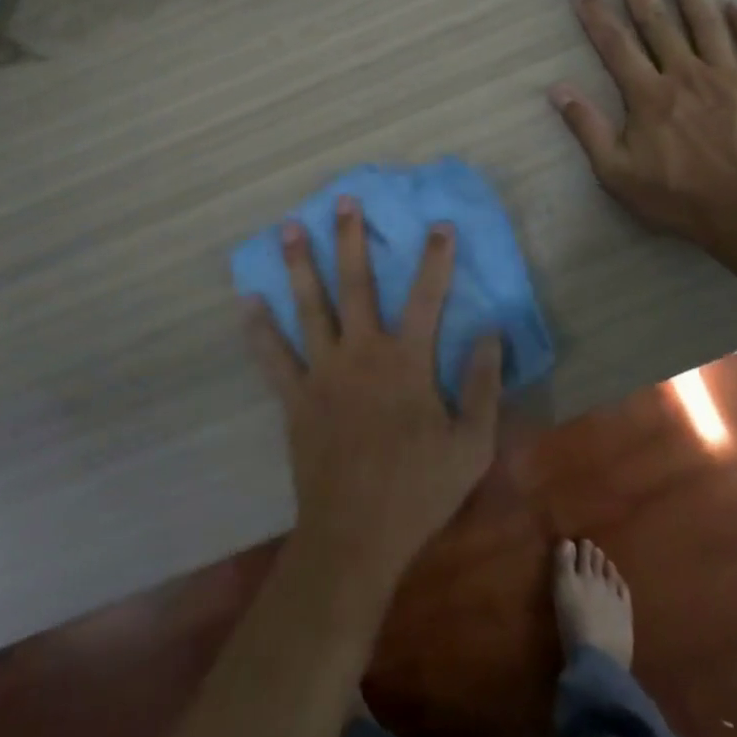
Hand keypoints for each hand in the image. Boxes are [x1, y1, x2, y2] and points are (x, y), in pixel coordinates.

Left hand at [247, 198, 502, 592]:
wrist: (356, 535)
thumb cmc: (418, 491)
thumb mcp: (471, 445)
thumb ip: (482, 386)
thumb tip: (490, 334)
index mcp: (406, 362)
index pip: (427, 297)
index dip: (435, 259)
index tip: (438, 224)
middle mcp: (362, 354)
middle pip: (356, 284)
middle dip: (351, 239)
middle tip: (343, 200)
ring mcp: (323, 372)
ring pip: (309, 307)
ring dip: (300, 265)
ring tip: (289, 228)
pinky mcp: (295, 397)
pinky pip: (272, 357)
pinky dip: (259, 329)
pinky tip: (246, 301)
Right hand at [550, 0, 736, 247]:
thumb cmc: (678, 196)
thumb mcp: (617, 172)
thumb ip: (587, 128)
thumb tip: (557, 89)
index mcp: (648, 94)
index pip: (615, 45)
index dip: (596, 15)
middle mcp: (686, 74)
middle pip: (658, 23)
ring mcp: (729, 77)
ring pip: (707, 24)